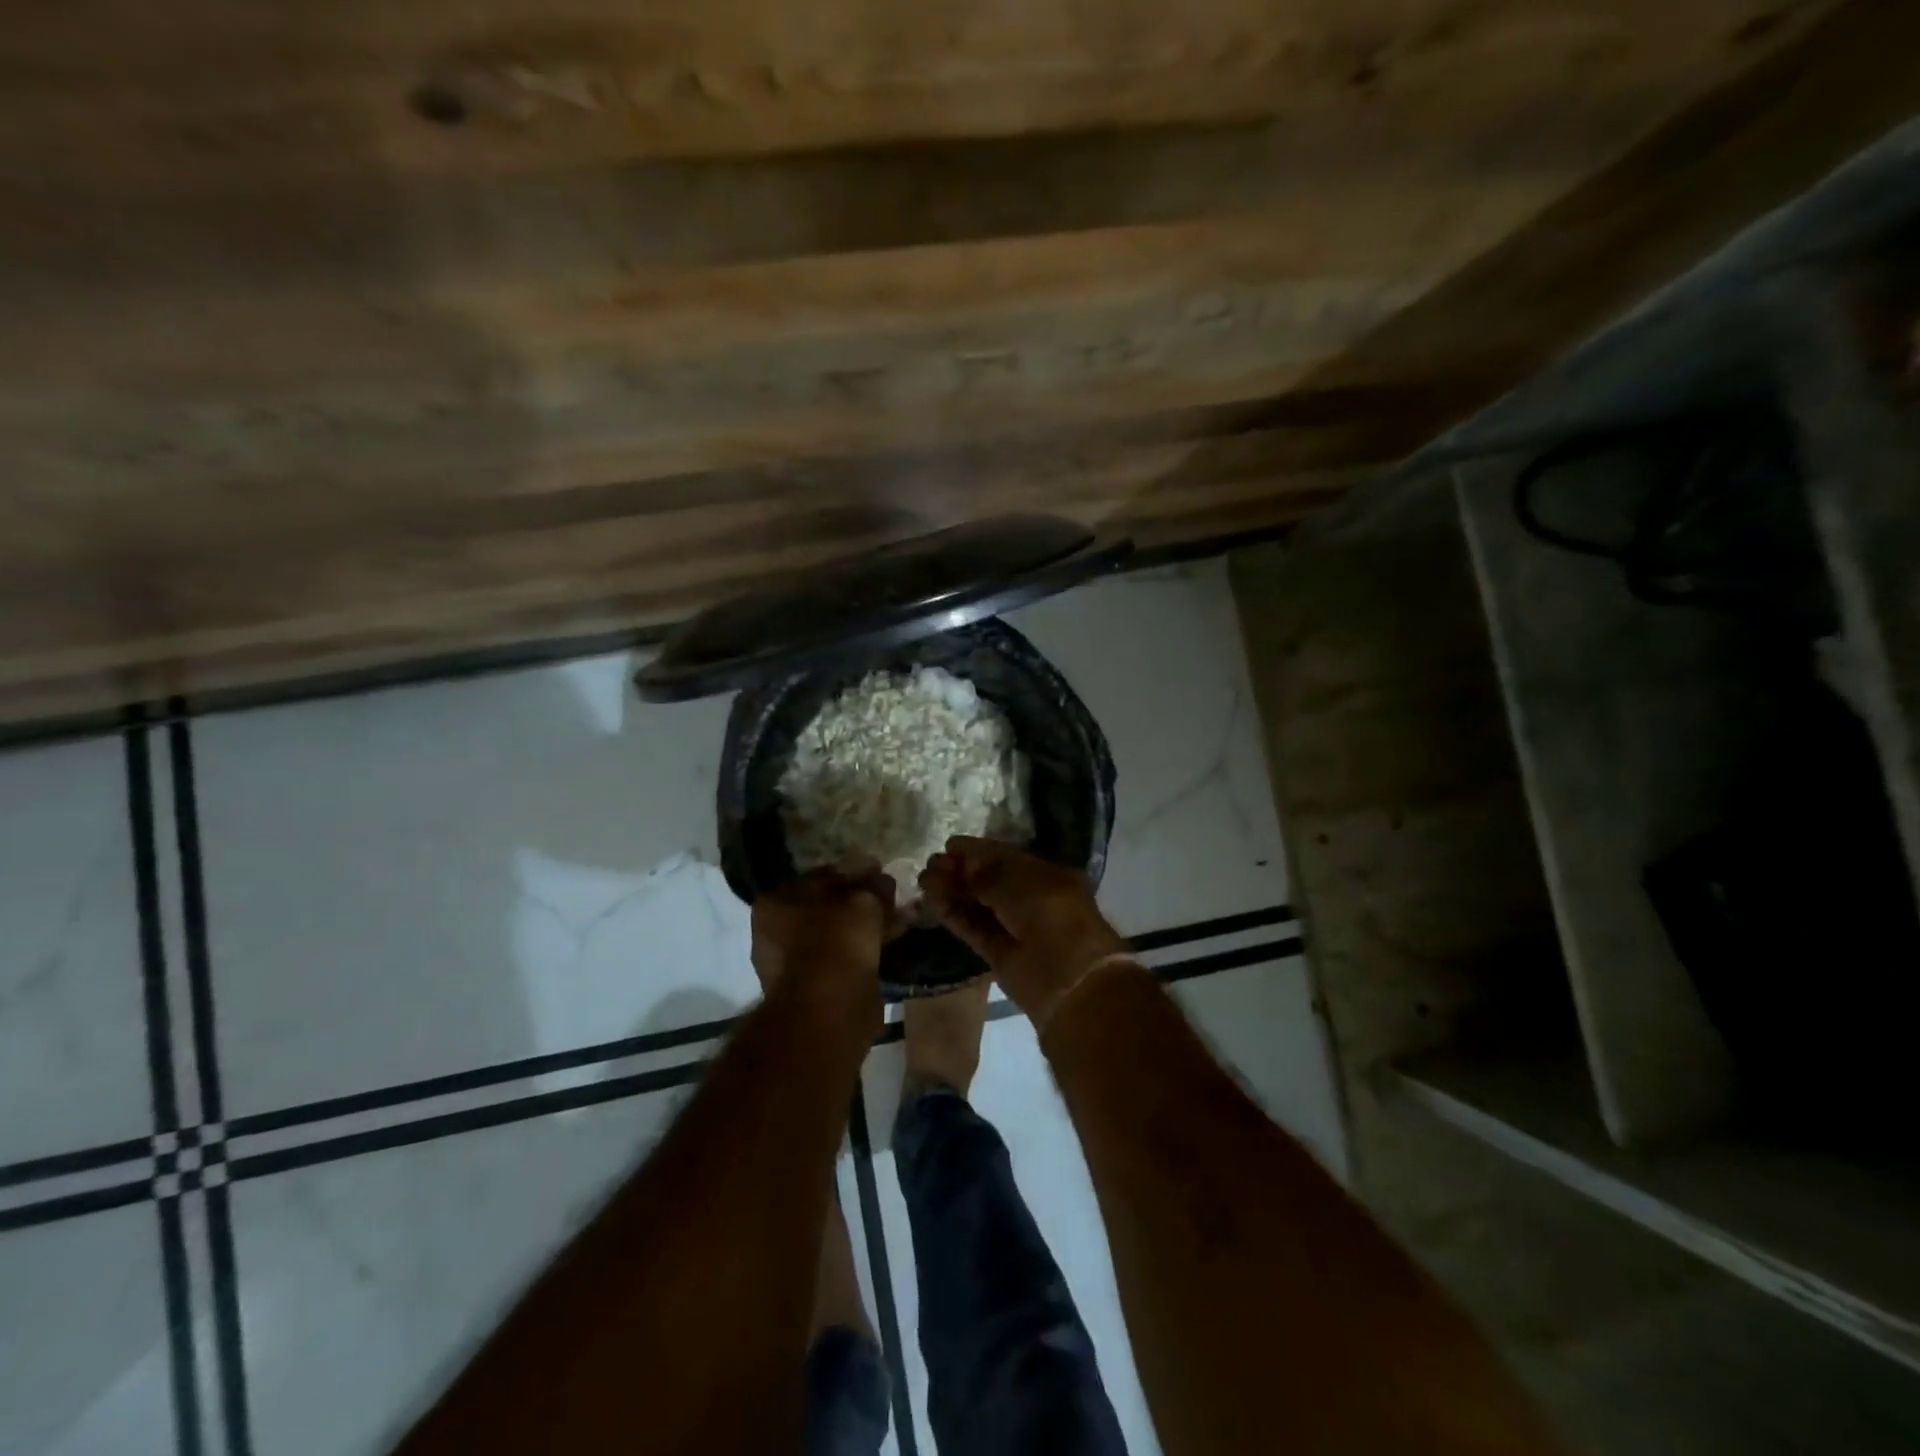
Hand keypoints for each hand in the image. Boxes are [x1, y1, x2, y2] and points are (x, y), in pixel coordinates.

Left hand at [751, 868, 894, 995]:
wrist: (829, 1008)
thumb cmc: (836, 941)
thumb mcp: (862, 901)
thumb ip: (871, 885)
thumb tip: (880, 877)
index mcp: (775, 902)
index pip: (818, 877)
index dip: (852, 873)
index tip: (878, 873)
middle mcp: (774, 932)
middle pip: (826, 907)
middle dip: (860, 902)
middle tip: (890, 898)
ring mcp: (790, 964)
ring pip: (836, 935)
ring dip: (865, 927)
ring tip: (899, 920)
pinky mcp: (811, 990)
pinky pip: (841, 959)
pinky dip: (864, 950)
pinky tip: (891, 943)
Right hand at [919, 837, 1129, 1026]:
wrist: (1069, 978)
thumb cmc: (1052, 914)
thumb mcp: (1021, 883)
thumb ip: (988, 874)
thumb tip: (962, 864)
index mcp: (1045, 876)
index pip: (1006, 858)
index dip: (978, 851)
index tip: (950, 844)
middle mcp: (1030, 899)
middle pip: (988, 881)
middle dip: (960, 870)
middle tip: (930, 863)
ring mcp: (1014, 927)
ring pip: (978, 904)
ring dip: (952, 890)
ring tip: (923, 879)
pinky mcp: (998, 953)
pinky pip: (973, 928)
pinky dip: (954, 914)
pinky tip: (932, 899)